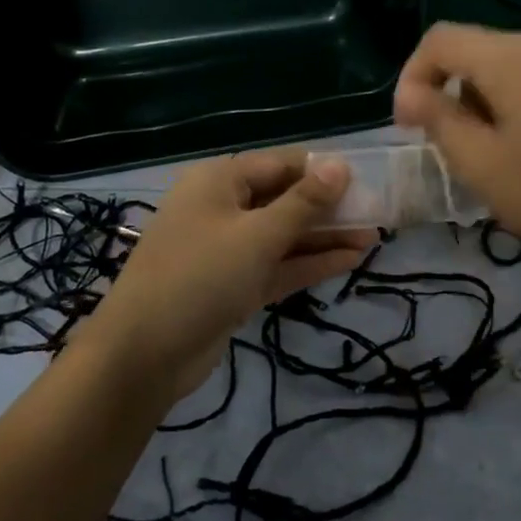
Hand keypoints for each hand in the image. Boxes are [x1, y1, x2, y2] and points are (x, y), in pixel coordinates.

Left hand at [81, 152, 373, 405]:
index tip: (366, 179)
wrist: (143, 356)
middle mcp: (223, 208)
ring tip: (374, 237)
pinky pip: (279, 265)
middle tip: (377, 212)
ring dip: (325, 236)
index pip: (281, 164)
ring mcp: (228, 249)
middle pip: (285, 198)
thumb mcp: (257, 235)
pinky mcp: (235, 284)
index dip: (323, 170)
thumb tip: (341, 165)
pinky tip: (351, 260)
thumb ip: (304, 202)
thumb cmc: (199, 277)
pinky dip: (310, 262)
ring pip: (285, 234)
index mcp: (219, 181)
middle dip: (329, 207)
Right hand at [393, 23, 520, 287]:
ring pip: (516, 72)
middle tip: (451, 151)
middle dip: (452, 95)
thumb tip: (413, 94)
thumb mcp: (484, 166)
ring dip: (488, 106)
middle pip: (480, 53)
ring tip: (494, 161)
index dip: (412, 76)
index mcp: (514, 58)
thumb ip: (440, 121)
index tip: (408, 127)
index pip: (441, 40)